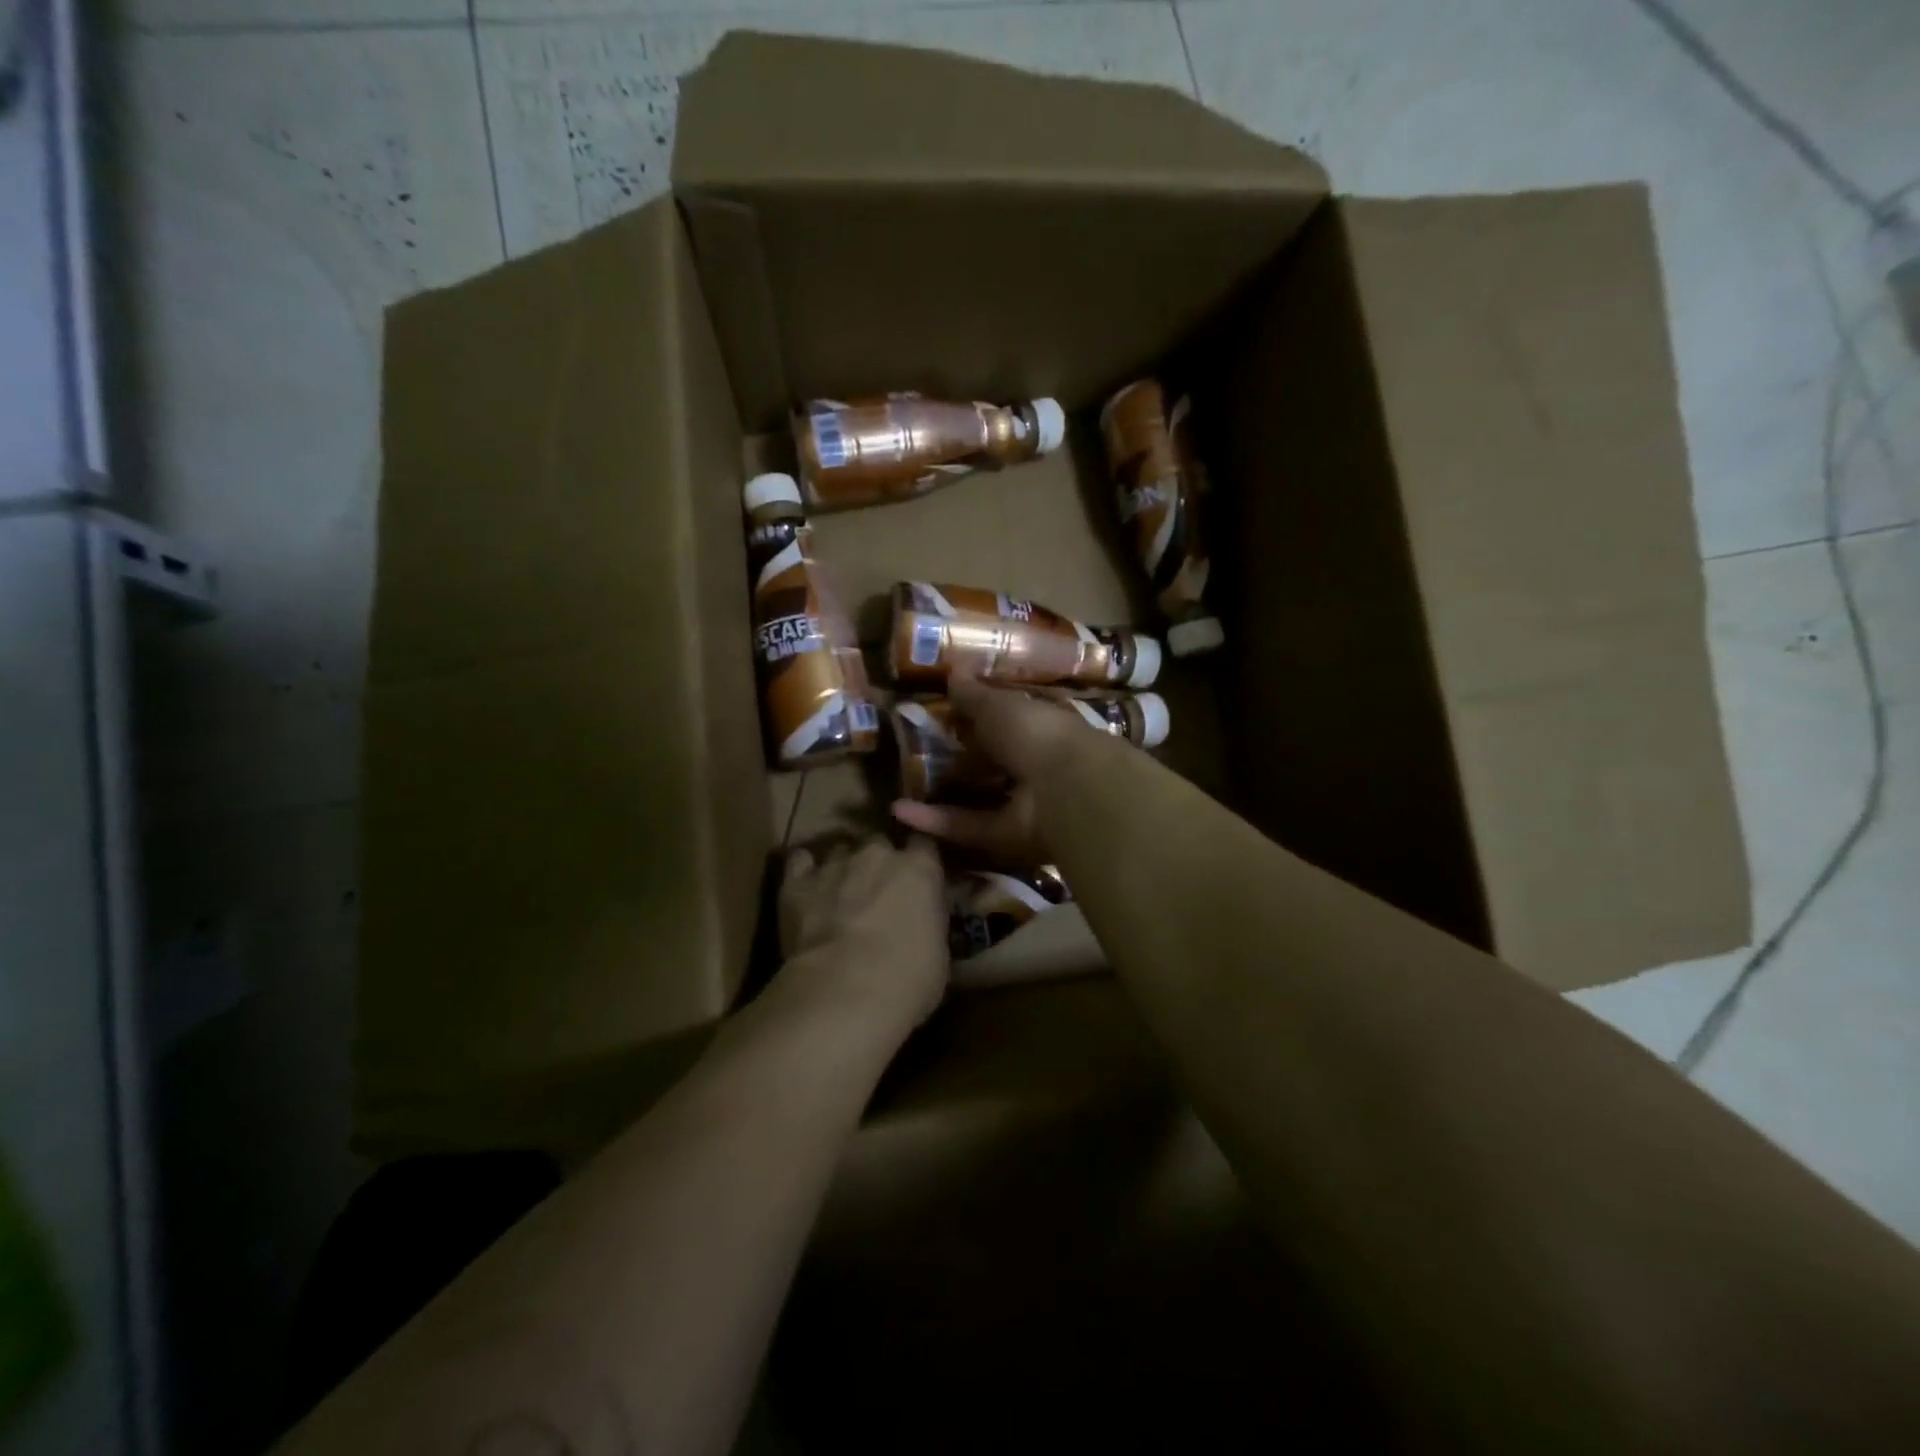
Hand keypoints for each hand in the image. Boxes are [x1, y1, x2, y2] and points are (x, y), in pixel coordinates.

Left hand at [778, 834, 948, 1034]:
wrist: (846, 990)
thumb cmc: (907, 980)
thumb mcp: (939, 954)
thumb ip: (929, 924)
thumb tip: (921, 928)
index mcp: (920, 868)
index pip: (924, 845)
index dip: (918, 862)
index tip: (916, 881)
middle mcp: (878, 854)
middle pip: (879, 844)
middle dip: (877, 863)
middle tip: (876, 893)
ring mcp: (835, 864)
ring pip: (840, 851)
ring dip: (842, 869)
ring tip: (839, 895)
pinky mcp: (797, 881)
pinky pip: (800, 862)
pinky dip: (804, 872)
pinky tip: (806, 889)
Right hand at [889, 675, 1091, 863]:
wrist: (1068, 789)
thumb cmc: (1038, 733)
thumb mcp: (1000, 705)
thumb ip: (975, 694)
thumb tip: (954, 671)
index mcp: (1042, 727)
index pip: (1011, 719)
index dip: (983, 715)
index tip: (948, 712)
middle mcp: (1036, 766)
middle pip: (995, 763)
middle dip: (963, 759)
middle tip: (917, 752)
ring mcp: (1024, 804)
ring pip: (981, 798)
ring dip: (943, 793)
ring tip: (901, 784)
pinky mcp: (1007, 837)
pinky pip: (968, 826)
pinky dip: (935, 821)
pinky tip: (898, 810)